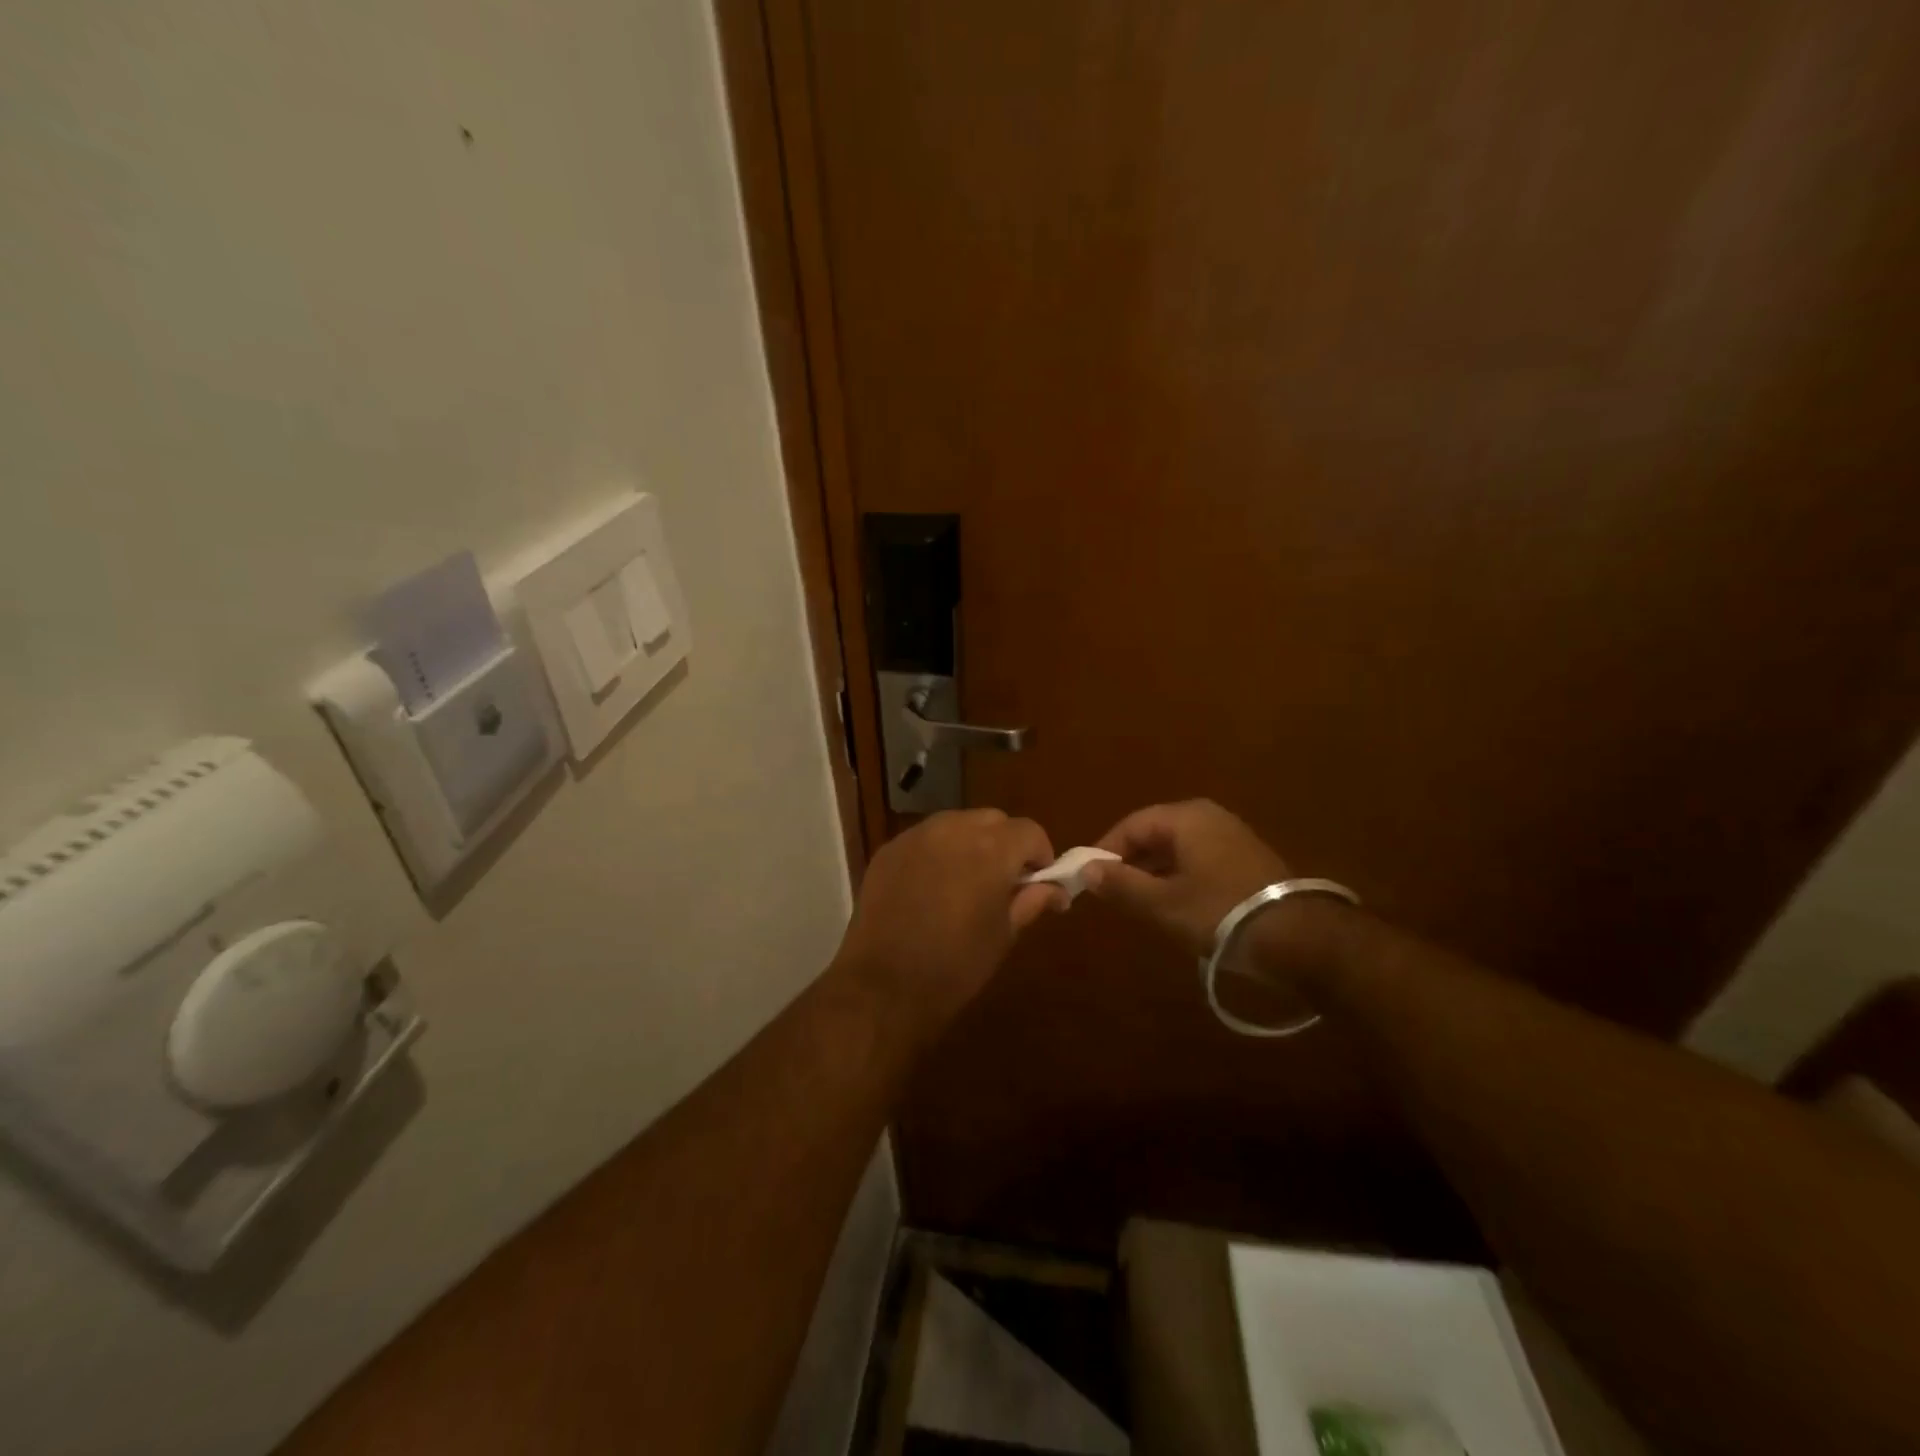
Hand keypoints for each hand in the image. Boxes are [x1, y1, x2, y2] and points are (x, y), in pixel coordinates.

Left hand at [835, 809, 1065, 1035]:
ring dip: (970, 843)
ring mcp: (916, 836)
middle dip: (1005, 844)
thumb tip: (1057, 890)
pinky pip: (925, 838)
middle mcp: (954, 829)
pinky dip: (937, 852)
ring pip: (956, 823)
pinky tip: (930, 887)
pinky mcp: (889, 849)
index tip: (1037, 881)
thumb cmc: (956, 966)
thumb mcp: (1004, 935)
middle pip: (993, 820)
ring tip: (965, 882)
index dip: (1040, 855)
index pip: (1029, 831)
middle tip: (1003, 882)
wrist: (884, 986)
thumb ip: (1032, 901)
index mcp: (991, 849)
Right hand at [1082, 799, 1289, 955]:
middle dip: (1129, 861)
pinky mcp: (1246, 857)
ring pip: (1176, 848)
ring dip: (1153, 871)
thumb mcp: (1162, 903)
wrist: (1298, 937)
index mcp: (1185, 817)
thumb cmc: (1220, 912)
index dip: (1104, 851)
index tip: (1088, 879)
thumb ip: (1120, 884)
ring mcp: (1231, 835)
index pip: (1130, 825)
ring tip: (1137, 902)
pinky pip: (1198, 858)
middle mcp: (1208, 816)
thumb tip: (1086, 869)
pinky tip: (1174, 903)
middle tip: (1111, 892)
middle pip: (1154, 833)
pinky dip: (1178, 876)